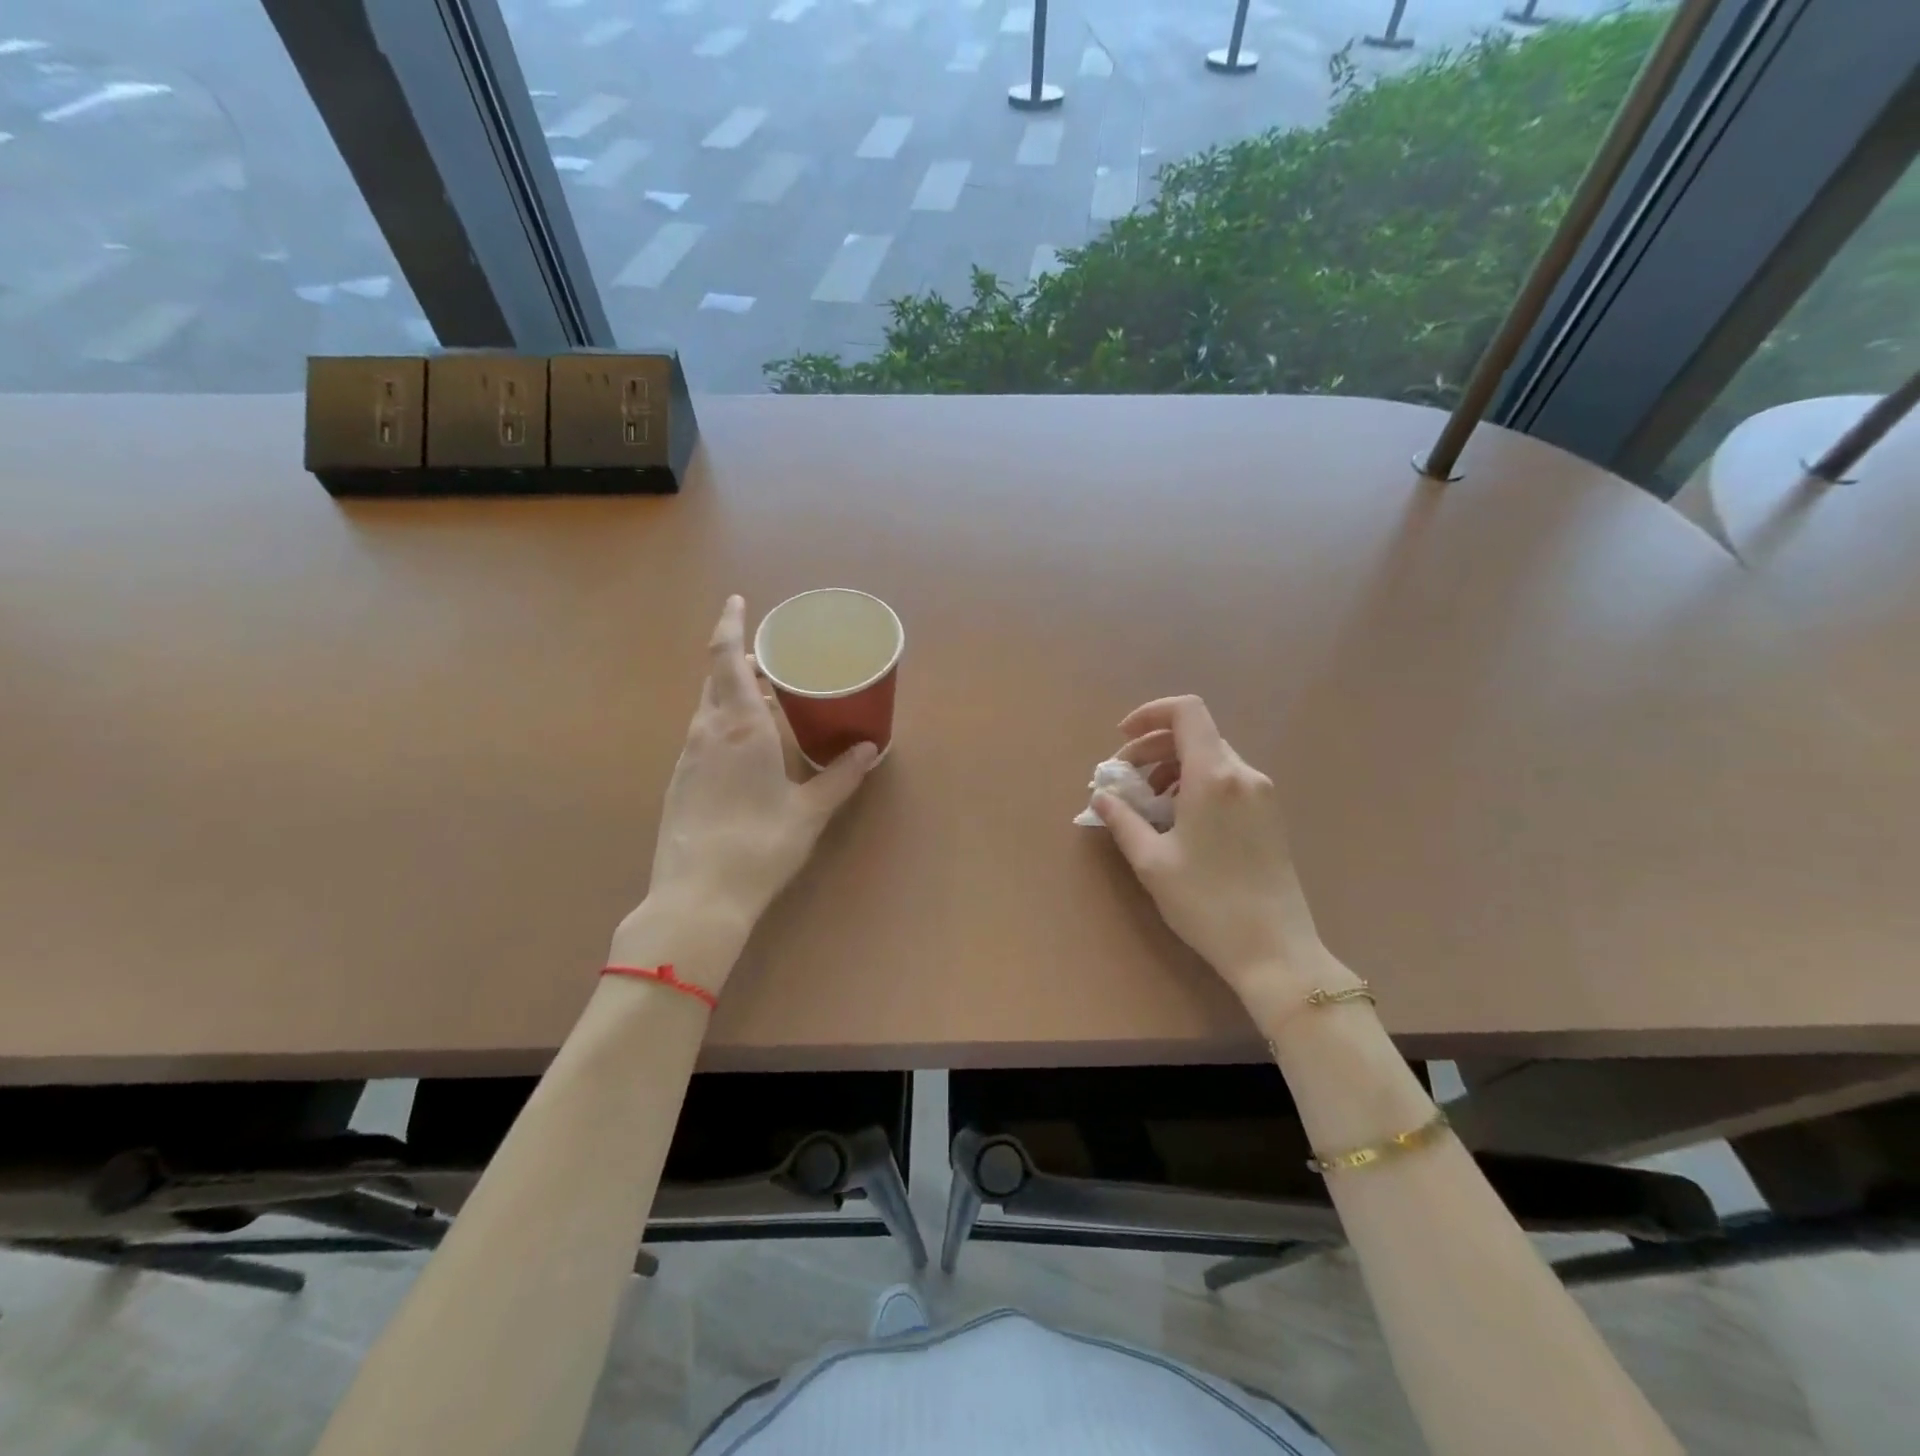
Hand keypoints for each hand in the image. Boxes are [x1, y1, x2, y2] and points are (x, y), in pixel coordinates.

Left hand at [626, 596, 877, 985]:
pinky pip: (703, 735)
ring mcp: (687, 757)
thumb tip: (870, 749)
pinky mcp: (679, 781)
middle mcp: (707, 732)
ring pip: (709, 708)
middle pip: (716, 678)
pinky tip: (748, 750)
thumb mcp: (809, 811)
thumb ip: (840, 776)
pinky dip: (726, 724)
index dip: (731, 625)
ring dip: (735, 694)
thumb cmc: (760, 845)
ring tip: (770, 703)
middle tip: (775, 660)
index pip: (726, 658)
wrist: (697, 897)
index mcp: (740, 727)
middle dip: (741, 660)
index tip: (739, 601)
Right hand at [1092, 696, 1336, 1022]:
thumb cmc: (1207, 903)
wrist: (1275, 950)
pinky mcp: (1270, 815)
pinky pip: (1226, 780)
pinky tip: (1179, 819)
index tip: (1122, 740)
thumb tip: (1101, 797)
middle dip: (1152, 748)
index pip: (1186, 711)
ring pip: (1210, 758)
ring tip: (1148, 804)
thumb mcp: (1152, 861)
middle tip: (1123, 780)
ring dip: (1172, 768)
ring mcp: (1262, 794)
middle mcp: (1243, 774)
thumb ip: (1122, 820)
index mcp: (1214, 776)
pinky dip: (1195, 784)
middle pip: (1195, 734)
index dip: (1150, 714)